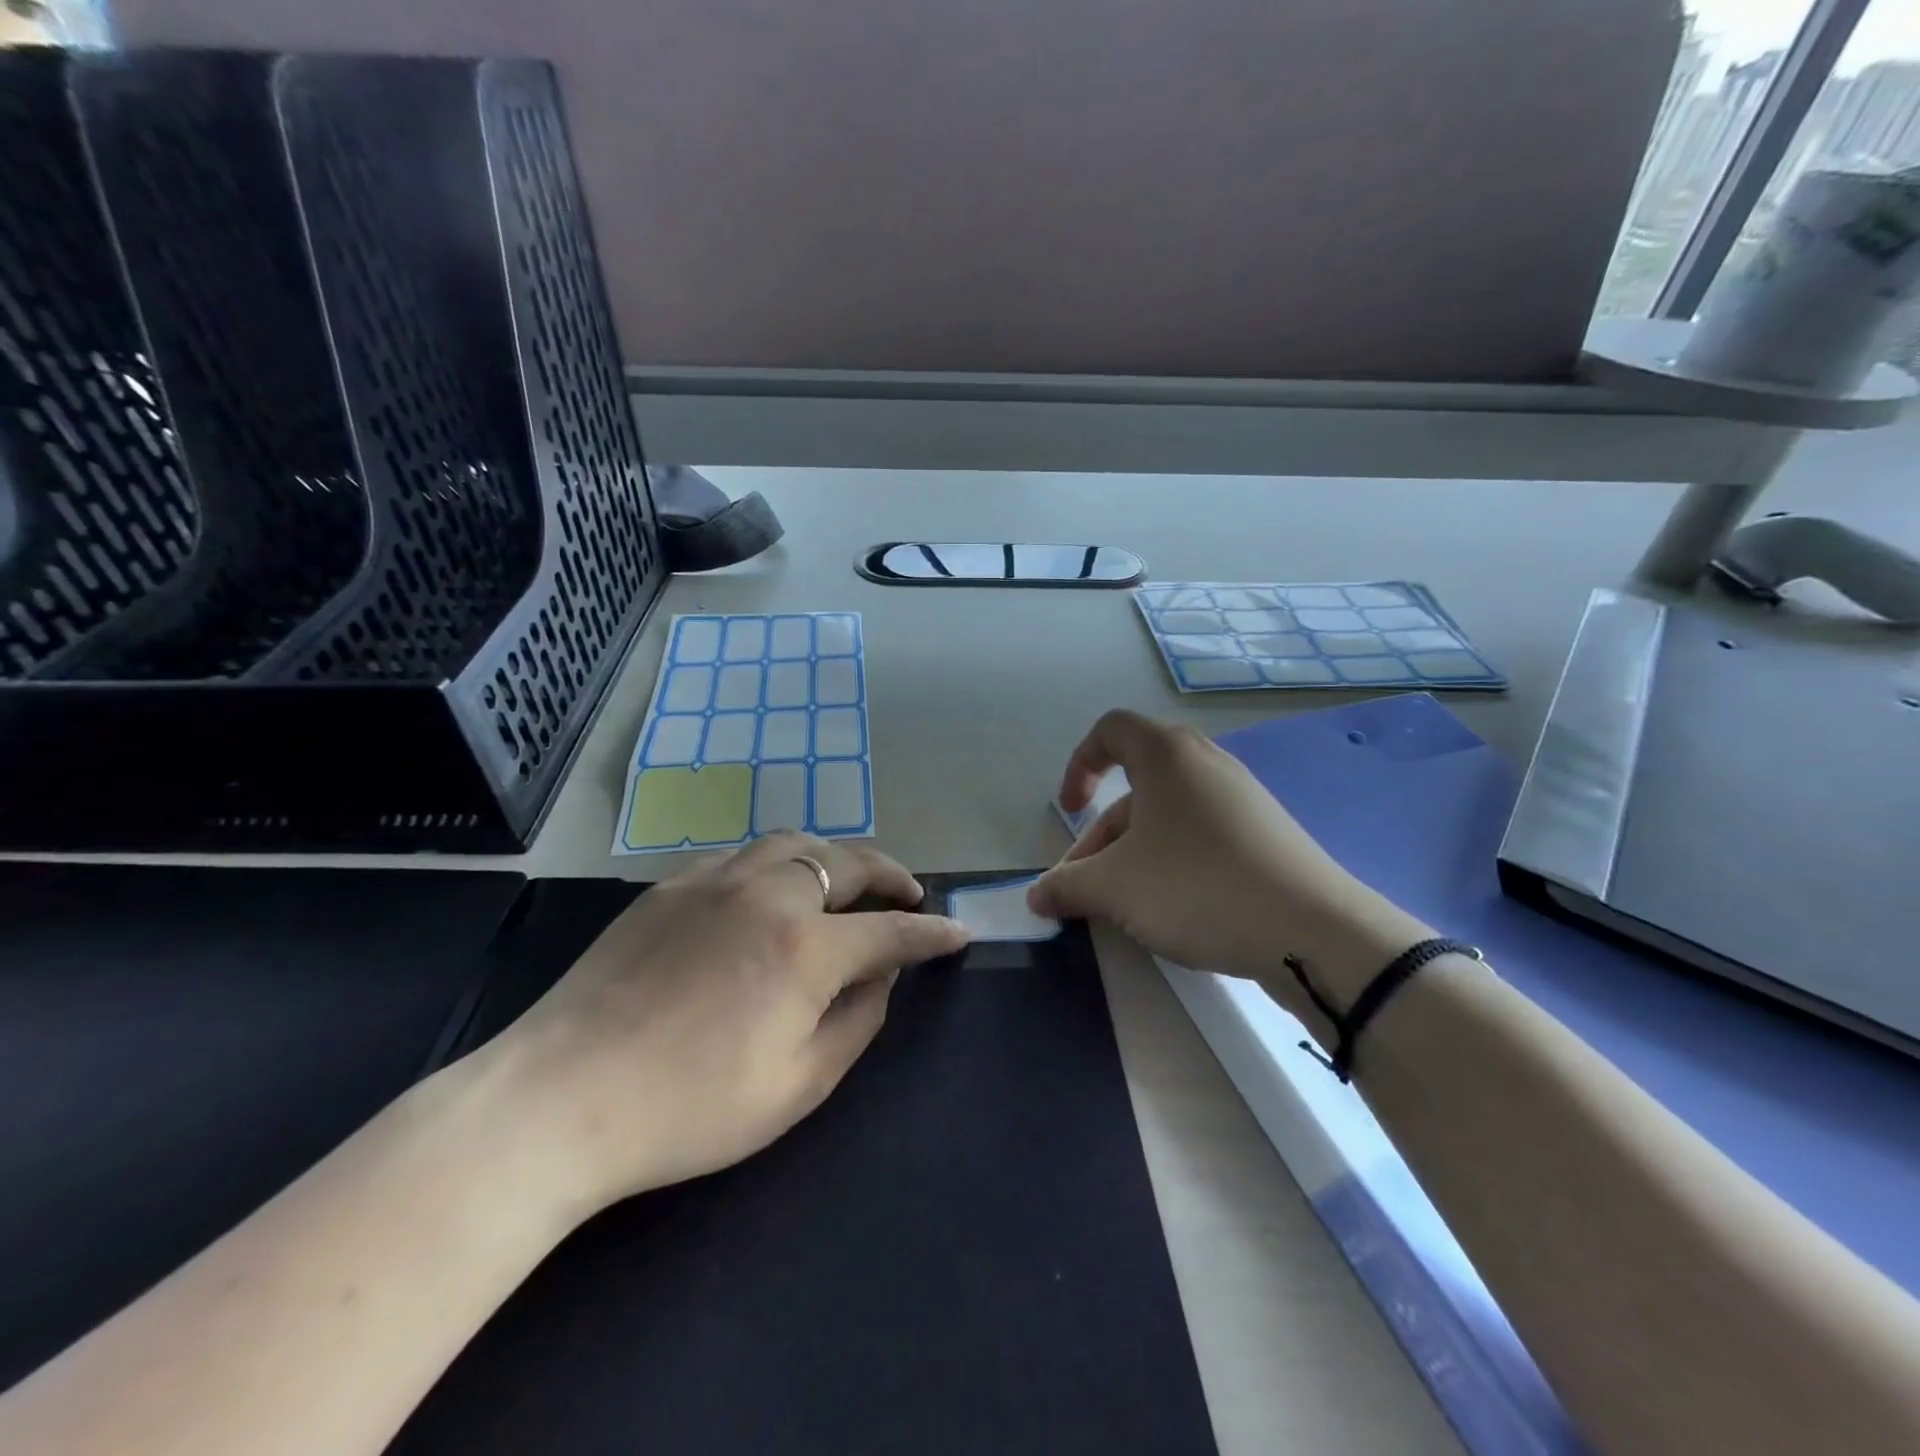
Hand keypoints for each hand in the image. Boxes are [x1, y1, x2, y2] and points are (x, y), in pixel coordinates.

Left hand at [469, 832, 969, 1218]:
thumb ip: (856, 1021)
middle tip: (909, 893)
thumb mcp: (797, 1086)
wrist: (559, 1099)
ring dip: (835, 857)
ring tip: (847, 881)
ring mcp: (715, 881)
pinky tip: (771, 890)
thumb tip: (882, 975)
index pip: (891, 931)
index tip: (958, 932)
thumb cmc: (689, 1109)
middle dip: (891, 875)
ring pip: (795, 843)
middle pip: (848, 863)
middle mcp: (768, 894)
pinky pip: (742, 856)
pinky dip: (778, 863)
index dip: (932, 933)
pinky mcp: (670, 886)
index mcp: (805, 946)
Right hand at [1028, 711, 1430, 1013]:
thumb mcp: (1115, 888)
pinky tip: (1173, 910)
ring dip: (1134, 854)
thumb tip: (1036, 896)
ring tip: (1124, 907)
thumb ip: (1066, 887)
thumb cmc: (1197, 887)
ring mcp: (1242, 798)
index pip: (1109, 731)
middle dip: (1101, 836)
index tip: (1069, 812)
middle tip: (1085, 886)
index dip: (1078, 765)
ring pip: (1168, 817)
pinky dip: (1173, 862)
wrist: (1312, 931)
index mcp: (1166, 755)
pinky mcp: (1266, 834)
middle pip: (1136, 787)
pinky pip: (1202, 835)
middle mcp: (1206, 763)